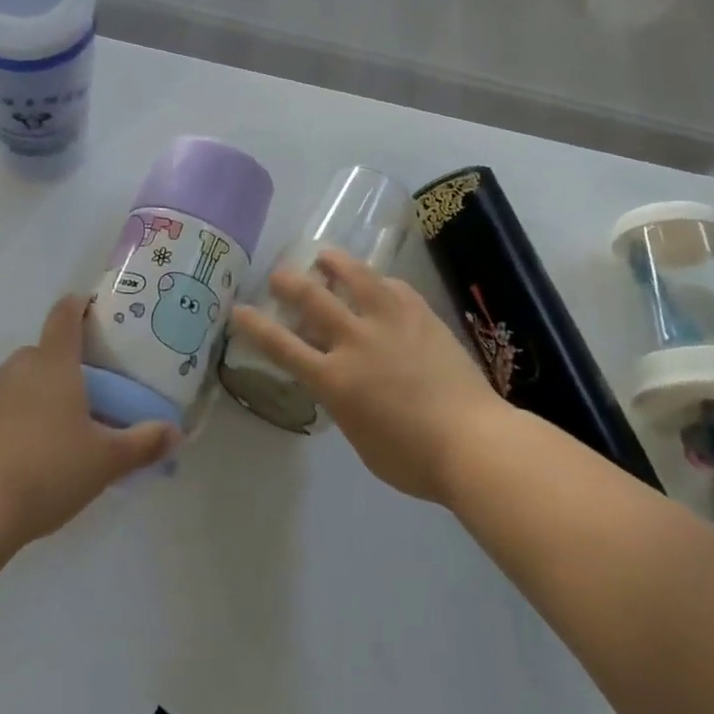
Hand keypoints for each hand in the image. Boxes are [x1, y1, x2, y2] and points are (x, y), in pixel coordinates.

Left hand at [0, 296, 178, 548]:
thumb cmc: (46, 470)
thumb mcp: (105, 461)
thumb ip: (142, 444)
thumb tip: (177, 432)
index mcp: (54, 362)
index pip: (65, 315)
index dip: (79, 306)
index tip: (94, 310)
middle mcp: (18, 368)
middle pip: (45, 352)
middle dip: (66, 366)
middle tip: (91, 393)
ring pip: (21, 383)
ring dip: (39, 397)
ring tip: (61, 433)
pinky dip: (15, 424)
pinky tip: (27, 459)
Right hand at [230, 248, 508, 504]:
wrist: (475, 442)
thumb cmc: (414, 459)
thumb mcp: (360, 438)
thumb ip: (341, 402)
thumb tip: (338, 381)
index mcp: (335, 379)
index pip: (282, 345)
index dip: (255, 326)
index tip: (238, 309)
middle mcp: (356, 341)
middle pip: (312, 298)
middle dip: (288, 281)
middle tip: (278, 274)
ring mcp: (390, 322)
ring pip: (355, 276)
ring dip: (334, 262)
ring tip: (324, 255)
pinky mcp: (421, 314)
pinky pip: (393, 287)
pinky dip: (378, 282)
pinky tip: (377, 282)